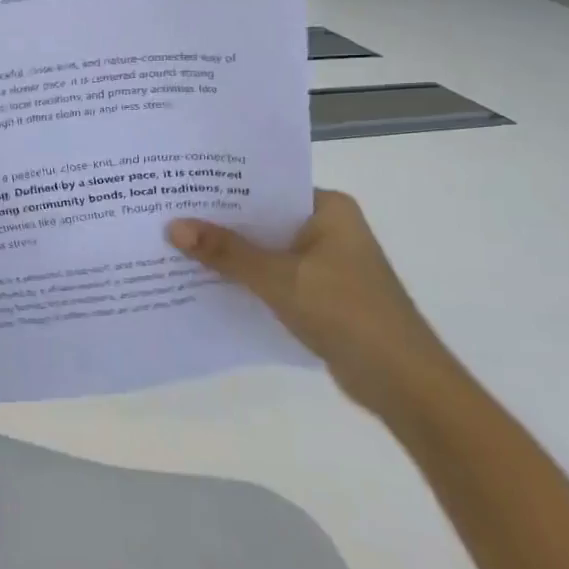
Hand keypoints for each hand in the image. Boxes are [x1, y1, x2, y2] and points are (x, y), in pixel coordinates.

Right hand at [167, 191, 455, 413]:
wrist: (403, 383)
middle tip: (165, 213)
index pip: (266, 186)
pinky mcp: (318, 295)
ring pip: (264, 250)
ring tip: (173, 245)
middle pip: (261, 219)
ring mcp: (324, 264)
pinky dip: (243, 279)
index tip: (178, 185)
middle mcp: (327, 229)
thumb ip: (226, 252)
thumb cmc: (347, 313)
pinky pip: (271, 277)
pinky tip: (204, 281)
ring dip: (228, 254)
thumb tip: (173, 226)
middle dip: (218, 222)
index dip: (222, 188)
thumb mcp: (279, 278)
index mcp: (328, 210)